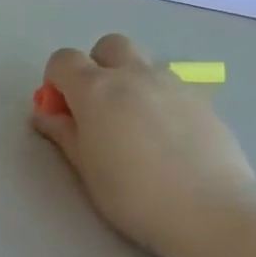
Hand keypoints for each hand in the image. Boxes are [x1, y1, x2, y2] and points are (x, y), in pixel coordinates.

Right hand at [32, 34, 255, 256]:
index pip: (64, 59)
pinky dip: (161, 99)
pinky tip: (169, 136)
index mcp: (95, 89)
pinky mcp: (203, 100)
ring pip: (144, 63)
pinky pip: (173, 85)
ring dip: (132, 80)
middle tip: (98, 107)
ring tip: (136, 122)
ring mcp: (172, 83)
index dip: (56, 80)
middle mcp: (133, 74)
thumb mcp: (85, 167)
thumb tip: (45, 114)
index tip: (61, 110)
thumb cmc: (134, 194)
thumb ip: (63, 133)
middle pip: (108, 46)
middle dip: (97, 66)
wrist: (210, 209)